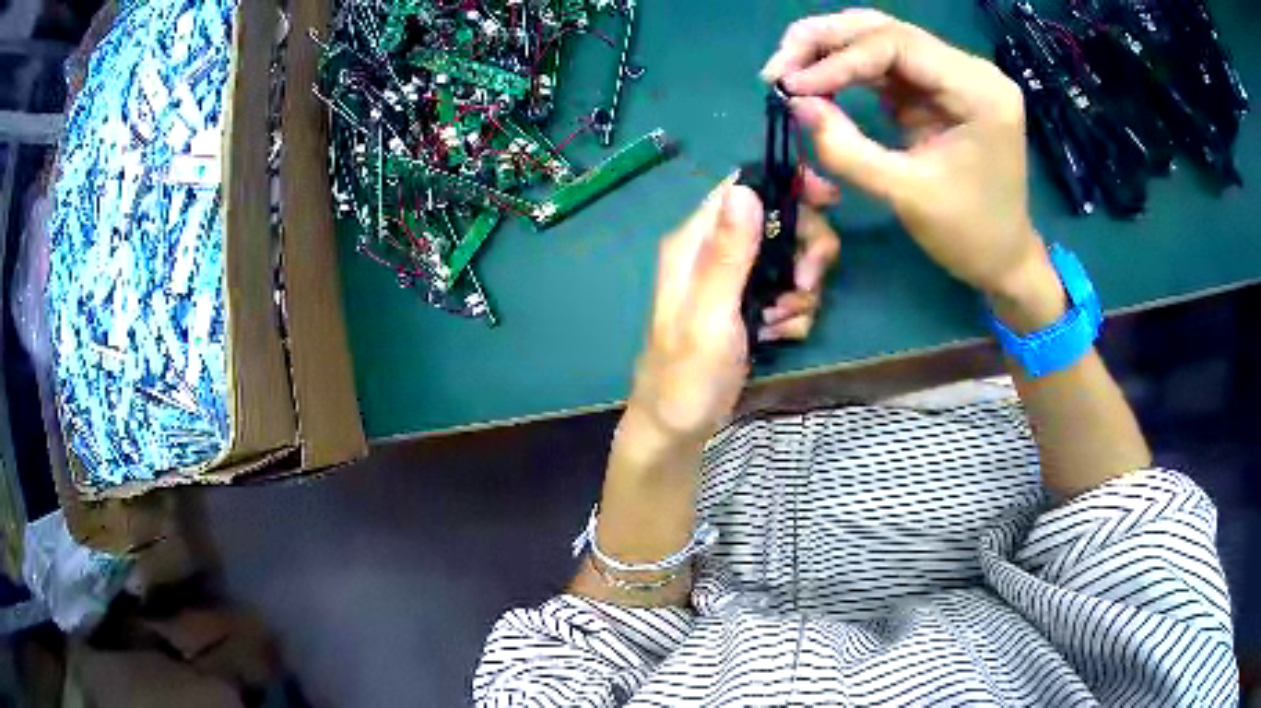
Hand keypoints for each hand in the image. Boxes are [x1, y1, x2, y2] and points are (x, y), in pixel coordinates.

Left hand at [629, 173, 840, 442]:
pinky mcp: (750, 306)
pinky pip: (788, 294)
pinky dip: (792, 315)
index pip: (744, 186)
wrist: (679, 427)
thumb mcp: (710, 315)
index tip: (829, 200)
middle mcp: (715, 252)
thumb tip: (746, 189)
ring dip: (799, 293)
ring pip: (790, 260)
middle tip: (805, 285)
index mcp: (695, 242)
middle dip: (804, 251)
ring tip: (778, 323)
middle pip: (779, 221)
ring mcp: (734, 280)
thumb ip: (729, 255)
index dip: (788, 185)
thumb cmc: (686, 376)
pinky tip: (776, 337)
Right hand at [763, 10, 1048, 303]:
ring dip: (831, 50)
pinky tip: (817, 81)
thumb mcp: (905, 194)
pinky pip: (886, 64)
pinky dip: (848, 70)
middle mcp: (970, 69)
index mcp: (979, 90)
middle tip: (777, 68)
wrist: (1003, 259)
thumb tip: (794, 102)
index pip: (897, 44)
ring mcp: (954, 75)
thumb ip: (846, 148)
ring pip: (881, 39)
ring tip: (788, 71)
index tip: (790, 86)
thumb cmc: (968, 235)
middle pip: (886, 30)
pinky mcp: (939, 88)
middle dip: (826, 42)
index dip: (839, 59)